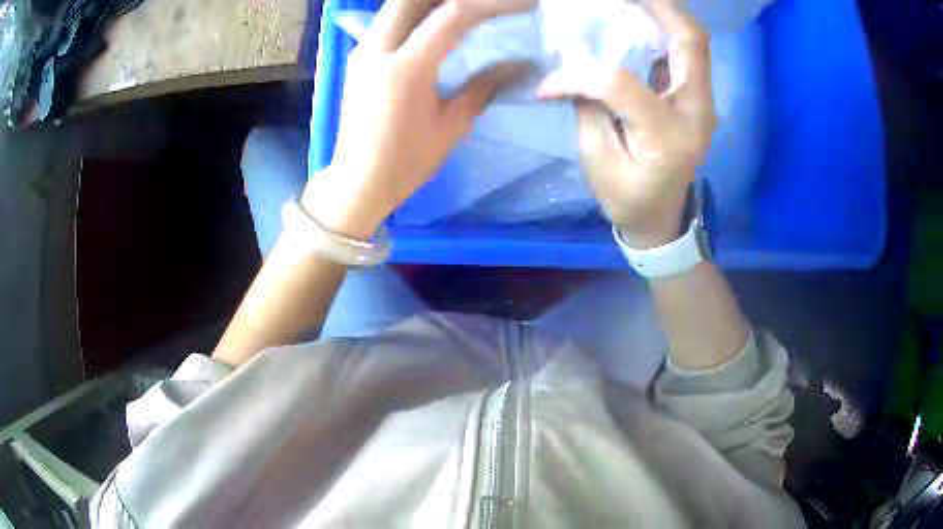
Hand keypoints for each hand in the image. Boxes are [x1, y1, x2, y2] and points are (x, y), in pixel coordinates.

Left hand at [303, 0, 532, 239]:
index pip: (453, 16)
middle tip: (486, 4)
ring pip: (397, 4)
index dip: (493, 4)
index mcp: (405, 69)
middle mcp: (378, 49)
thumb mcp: (451, 126)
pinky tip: (436, 19)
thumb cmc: (406, 162)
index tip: (524, 5)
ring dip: (431, 0)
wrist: (357, 182)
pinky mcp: (359, 57)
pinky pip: (389, 20)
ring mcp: (363, 51)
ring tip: (466, 7)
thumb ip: (485, 87)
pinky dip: (416, 11)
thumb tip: (521, 65)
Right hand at [537, 0, 715, 247]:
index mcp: (667, 137)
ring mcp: (702, 103)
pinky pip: (687, 53)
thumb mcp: (598, 159)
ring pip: (694, 43)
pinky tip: (640, 22)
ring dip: (663, 14)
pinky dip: (665, 30)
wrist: (661, 216)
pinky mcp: (697, 98)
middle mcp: (696, 113)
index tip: (550, 84)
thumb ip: (588, 105)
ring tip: (631, 3)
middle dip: (657, 7)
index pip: (620, 84)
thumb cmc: (628, 196)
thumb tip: (572, 61)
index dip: (578, 75)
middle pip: (690, 42)